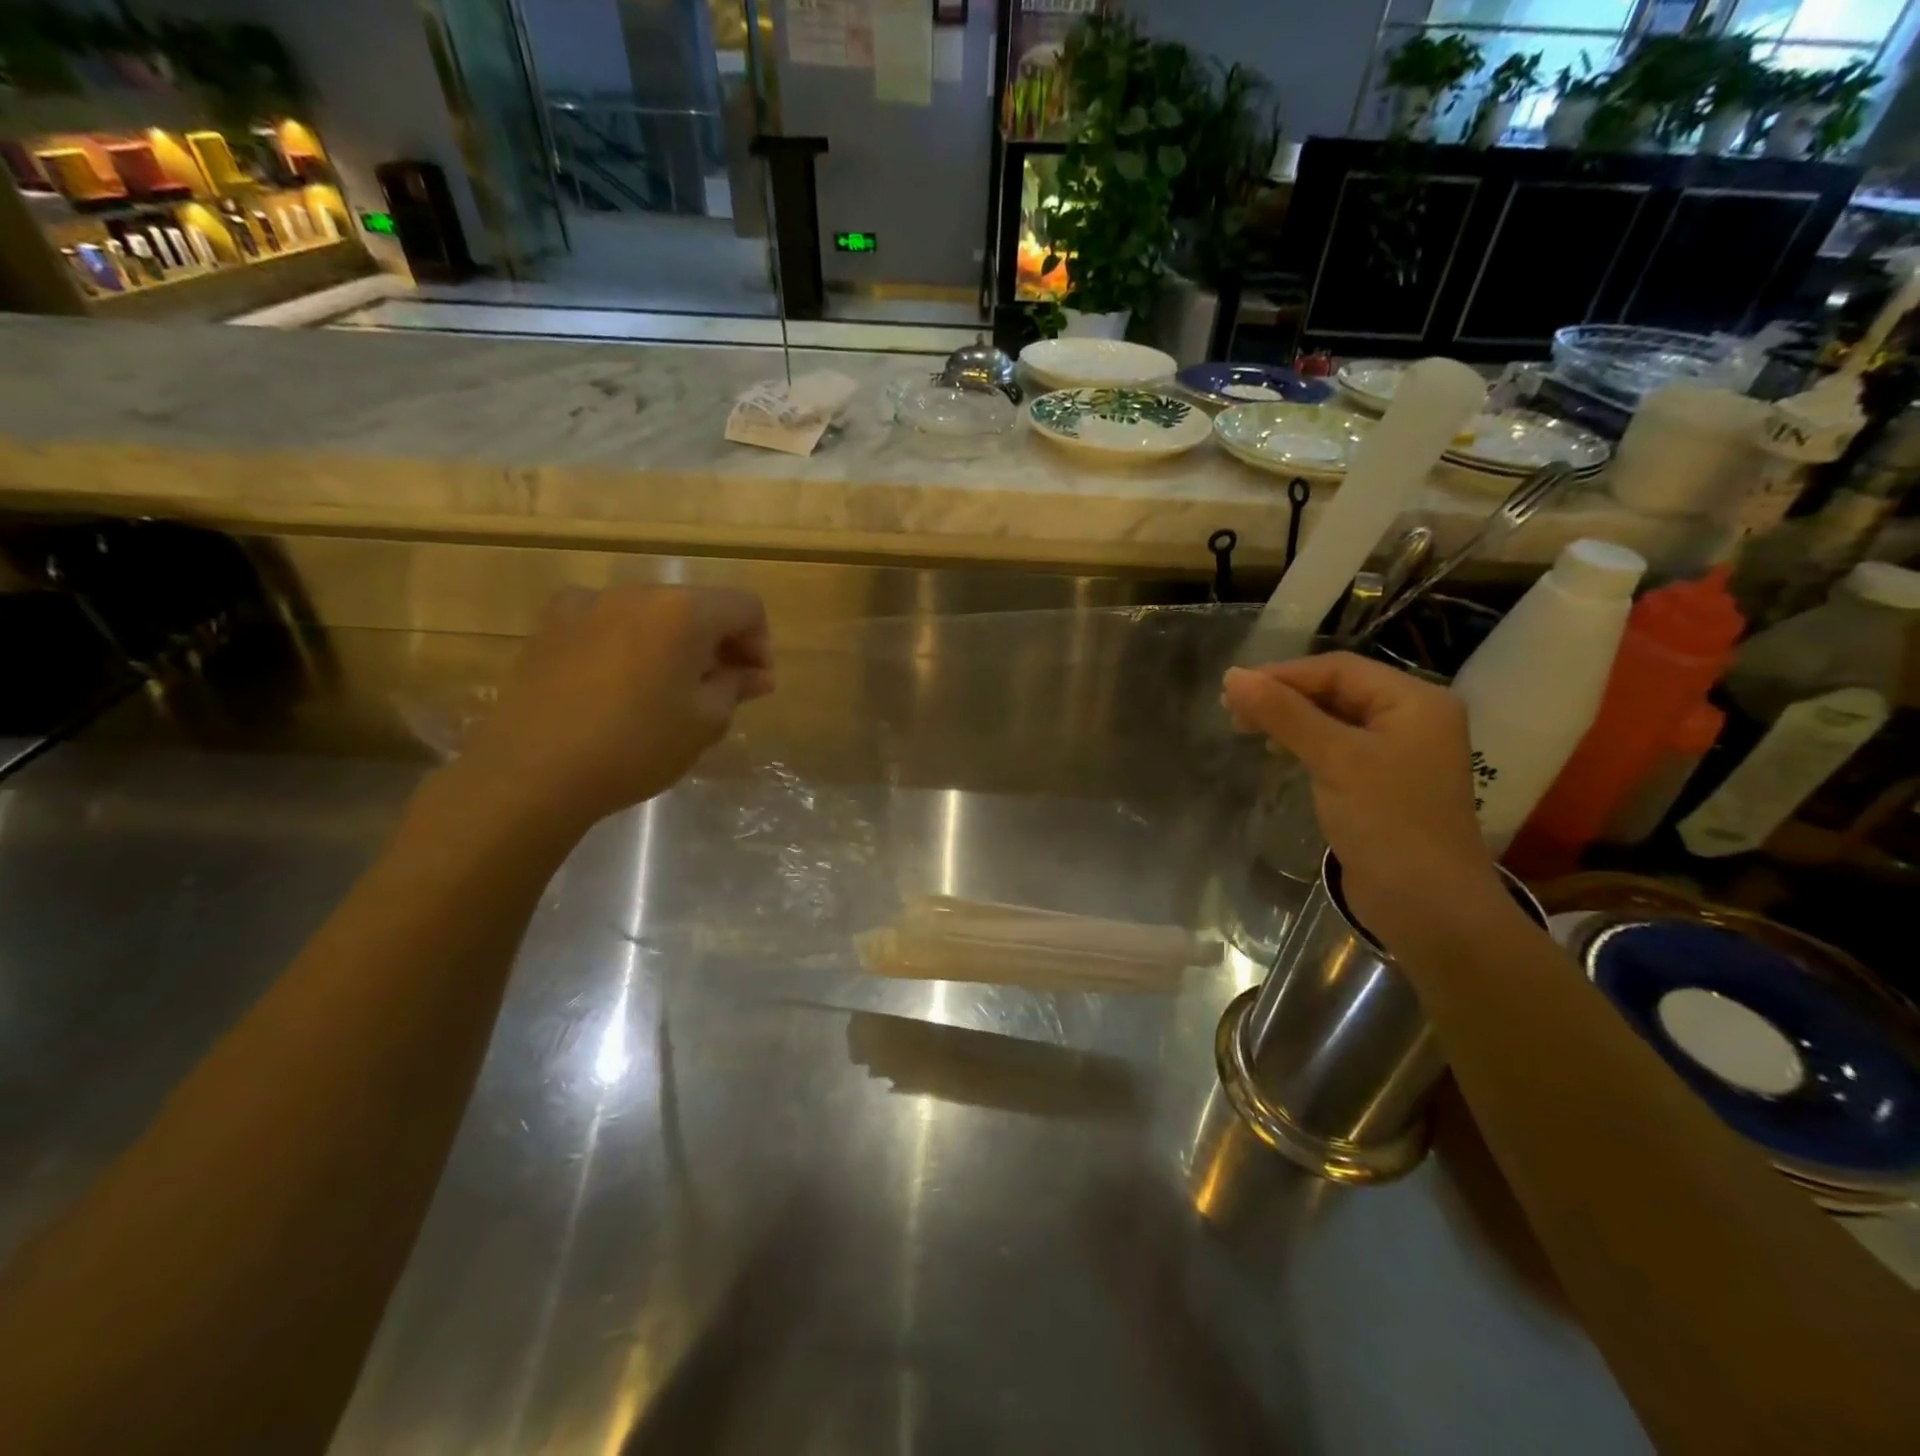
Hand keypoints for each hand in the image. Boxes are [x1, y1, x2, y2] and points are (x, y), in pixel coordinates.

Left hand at [454, 584, 772, 834]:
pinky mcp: (551, 625)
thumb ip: (735, 687)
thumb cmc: (635, 746)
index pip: (745, 607)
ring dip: (674, 643)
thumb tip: (755, 675)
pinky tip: (621, 685)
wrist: (532, 771)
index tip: (755, 684)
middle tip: (721, 690)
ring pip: (653, 614)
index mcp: (683, 611)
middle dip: (719, 643)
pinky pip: (609, 623)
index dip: (760, 643)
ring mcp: (588, 604)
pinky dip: (630, 644)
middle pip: (698, 606)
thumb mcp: (703, 722)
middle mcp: (638, 593)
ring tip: (669, 690)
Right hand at [1222, 653, 1501, 947]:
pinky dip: (1305, 745)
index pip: (1339, 669)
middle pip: (1337, 691)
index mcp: (1415, 701)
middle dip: (1284, 697)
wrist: (1426, 905)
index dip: (1283, 675)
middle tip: (1233, 712)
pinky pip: (1338, 748)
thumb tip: (1232, 676)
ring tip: (1247, 730)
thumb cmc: (1386, 822)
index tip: (1233, 690)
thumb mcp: (1333, 759)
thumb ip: (1284, 714)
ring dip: (1290, 720)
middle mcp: (1412, 718)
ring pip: (1334, 719)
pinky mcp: (1383, 782)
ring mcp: (1400, 752)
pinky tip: (1278, 754)